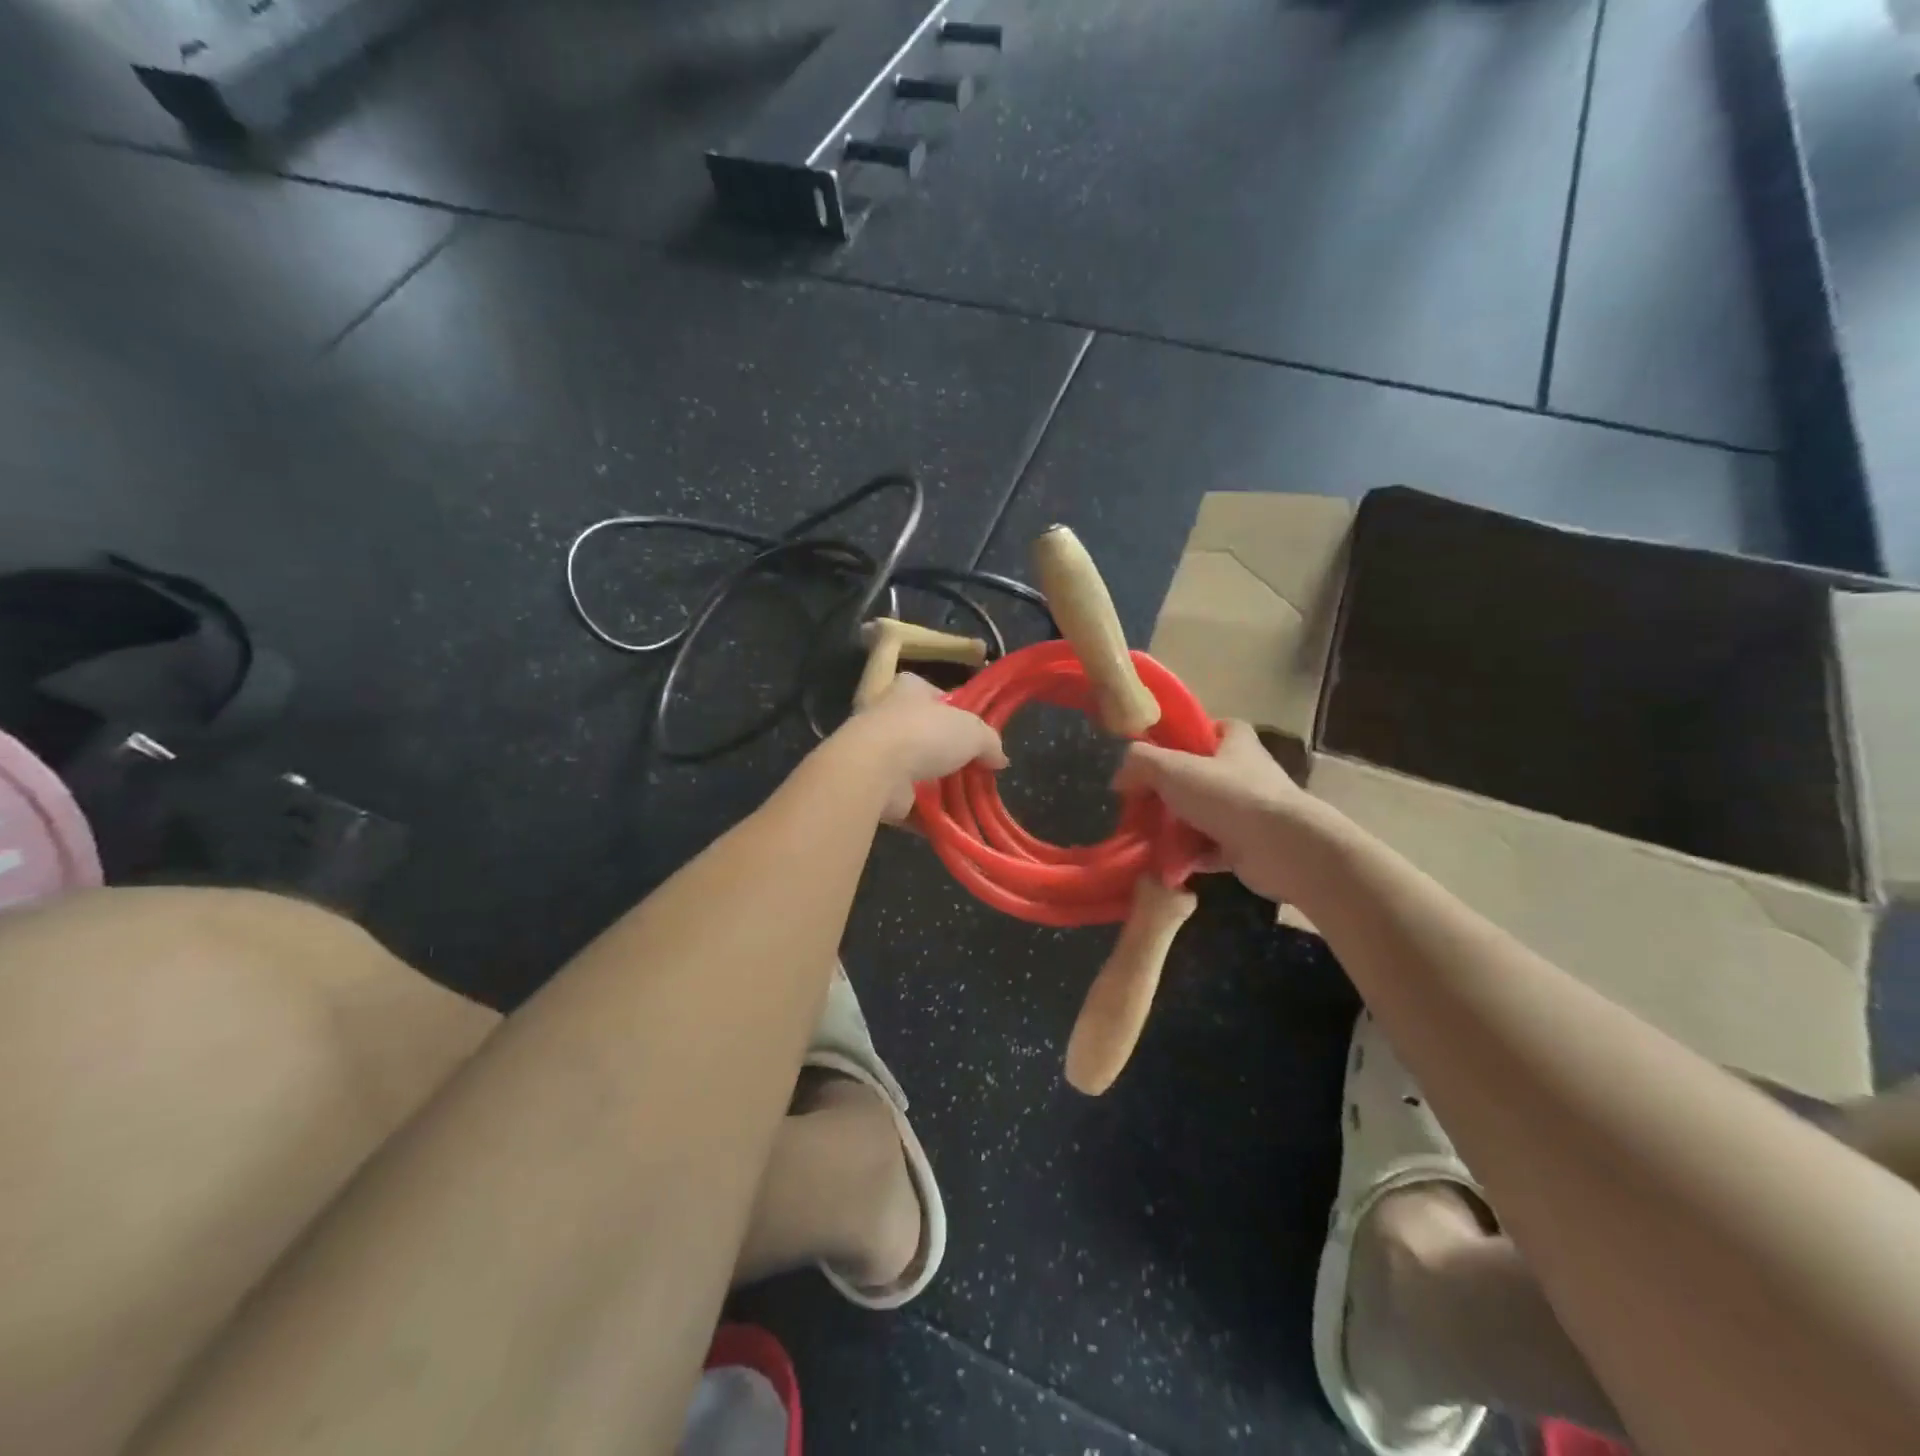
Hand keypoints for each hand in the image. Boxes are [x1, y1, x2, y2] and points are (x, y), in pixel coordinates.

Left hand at [840, 673, 1007, 822]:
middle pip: (927, 735)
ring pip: (917, 771)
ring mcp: (878, 754)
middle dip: (950, 755)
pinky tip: (949, 823)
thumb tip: (999, 759)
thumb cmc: (924, 734)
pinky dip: (926, 814)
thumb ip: (989, 741)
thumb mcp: (972, 730)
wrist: (873, 770)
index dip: (958, 712)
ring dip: (939, 788)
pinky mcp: (875, 787)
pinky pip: (908, 802)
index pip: (936, 695)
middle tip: (977, 771)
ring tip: (968, 802)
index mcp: (909, 690)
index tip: (977, 733)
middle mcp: (889, 716)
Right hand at [1114, 720, 1324, 902]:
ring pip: (1201, 814)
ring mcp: (1248, 813)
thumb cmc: (1230, 796)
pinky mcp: (1247, 847)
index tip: (1157, 750)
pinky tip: (1162, 862)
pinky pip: (1207, 849)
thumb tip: (1118, 775)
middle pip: (1200, 775)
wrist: (1282, 849)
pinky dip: (1187, 856)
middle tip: (1137, 799)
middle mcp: (1246, 774)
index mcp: (1236, 744)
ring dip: (1174, 826)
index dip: (1187, 735)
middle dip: (1169, 789)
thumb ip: (1140, 762)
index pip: (1214, 728)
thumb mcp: (1173, 768)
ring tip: (1143, 834)